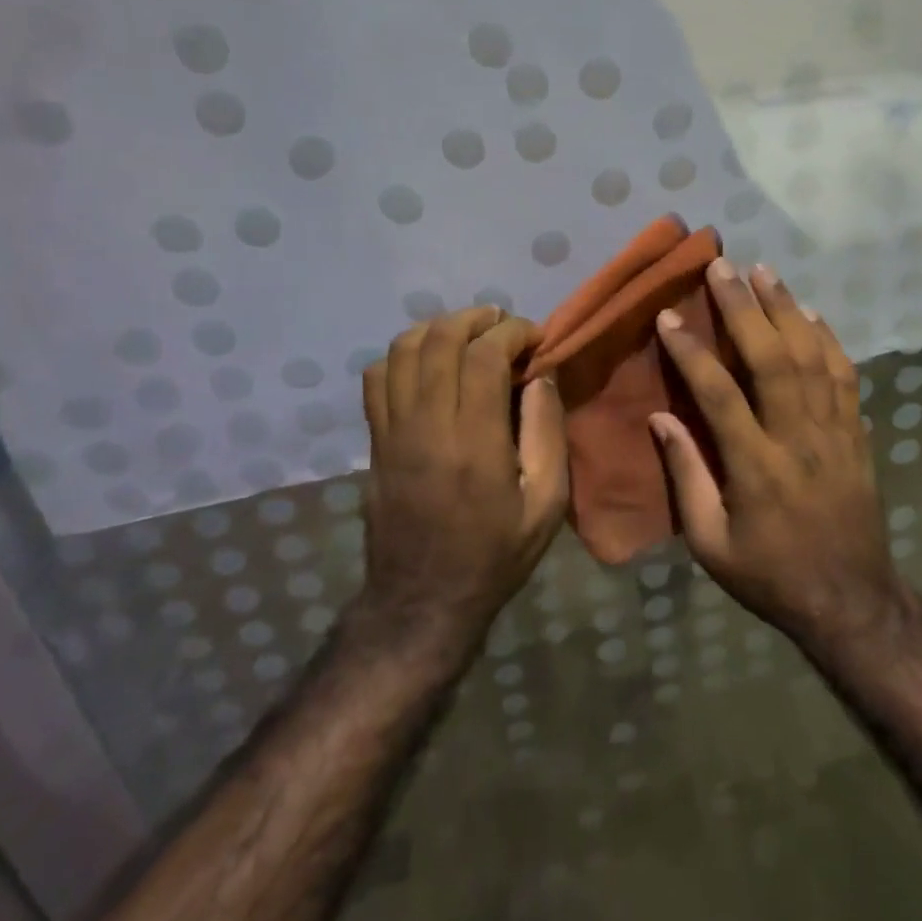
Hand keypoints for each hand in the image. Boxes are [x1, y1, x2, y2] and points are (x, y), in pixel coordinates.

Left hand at [356, 307, 568, 658]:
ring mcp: (392, 431)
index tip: (535, 336)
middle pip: (440, 340)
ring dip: (437, 328)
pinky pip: (375, 378)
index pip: (484, 356)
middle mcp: (427, 425)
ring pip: (402, 350)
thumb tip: (541, 376)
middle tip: (502, 324)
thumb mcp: (546, 504)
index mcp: (474, 441)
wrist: (422, 601)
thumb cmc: (495, 554)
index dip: (512, 332)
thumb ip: (547, 433)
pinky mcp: (374, 441)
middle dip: (475, 319)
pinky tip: (427, 363)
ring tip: (467, 333)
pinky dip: (401, 355)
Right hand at [650, 260, 903, 650]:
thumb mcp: (711, 543)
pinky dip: (827, 338)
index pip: (720, 394)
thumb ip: (686, 477)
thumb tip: (659, 418)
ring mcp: (835, 432)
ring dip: (786, 308)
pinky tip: (811, 312)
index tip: (668, 317)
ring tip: (763, 271)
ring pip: (811, 356)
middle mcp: (798, 438)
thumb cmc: (770, 574)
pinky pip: (844, 375)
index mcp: (757, 467)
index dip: (692, 352)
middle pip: (772, 359)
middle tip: (721, 267)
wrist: (851, 601)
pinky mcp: (857, 433)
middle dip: (744, 308)